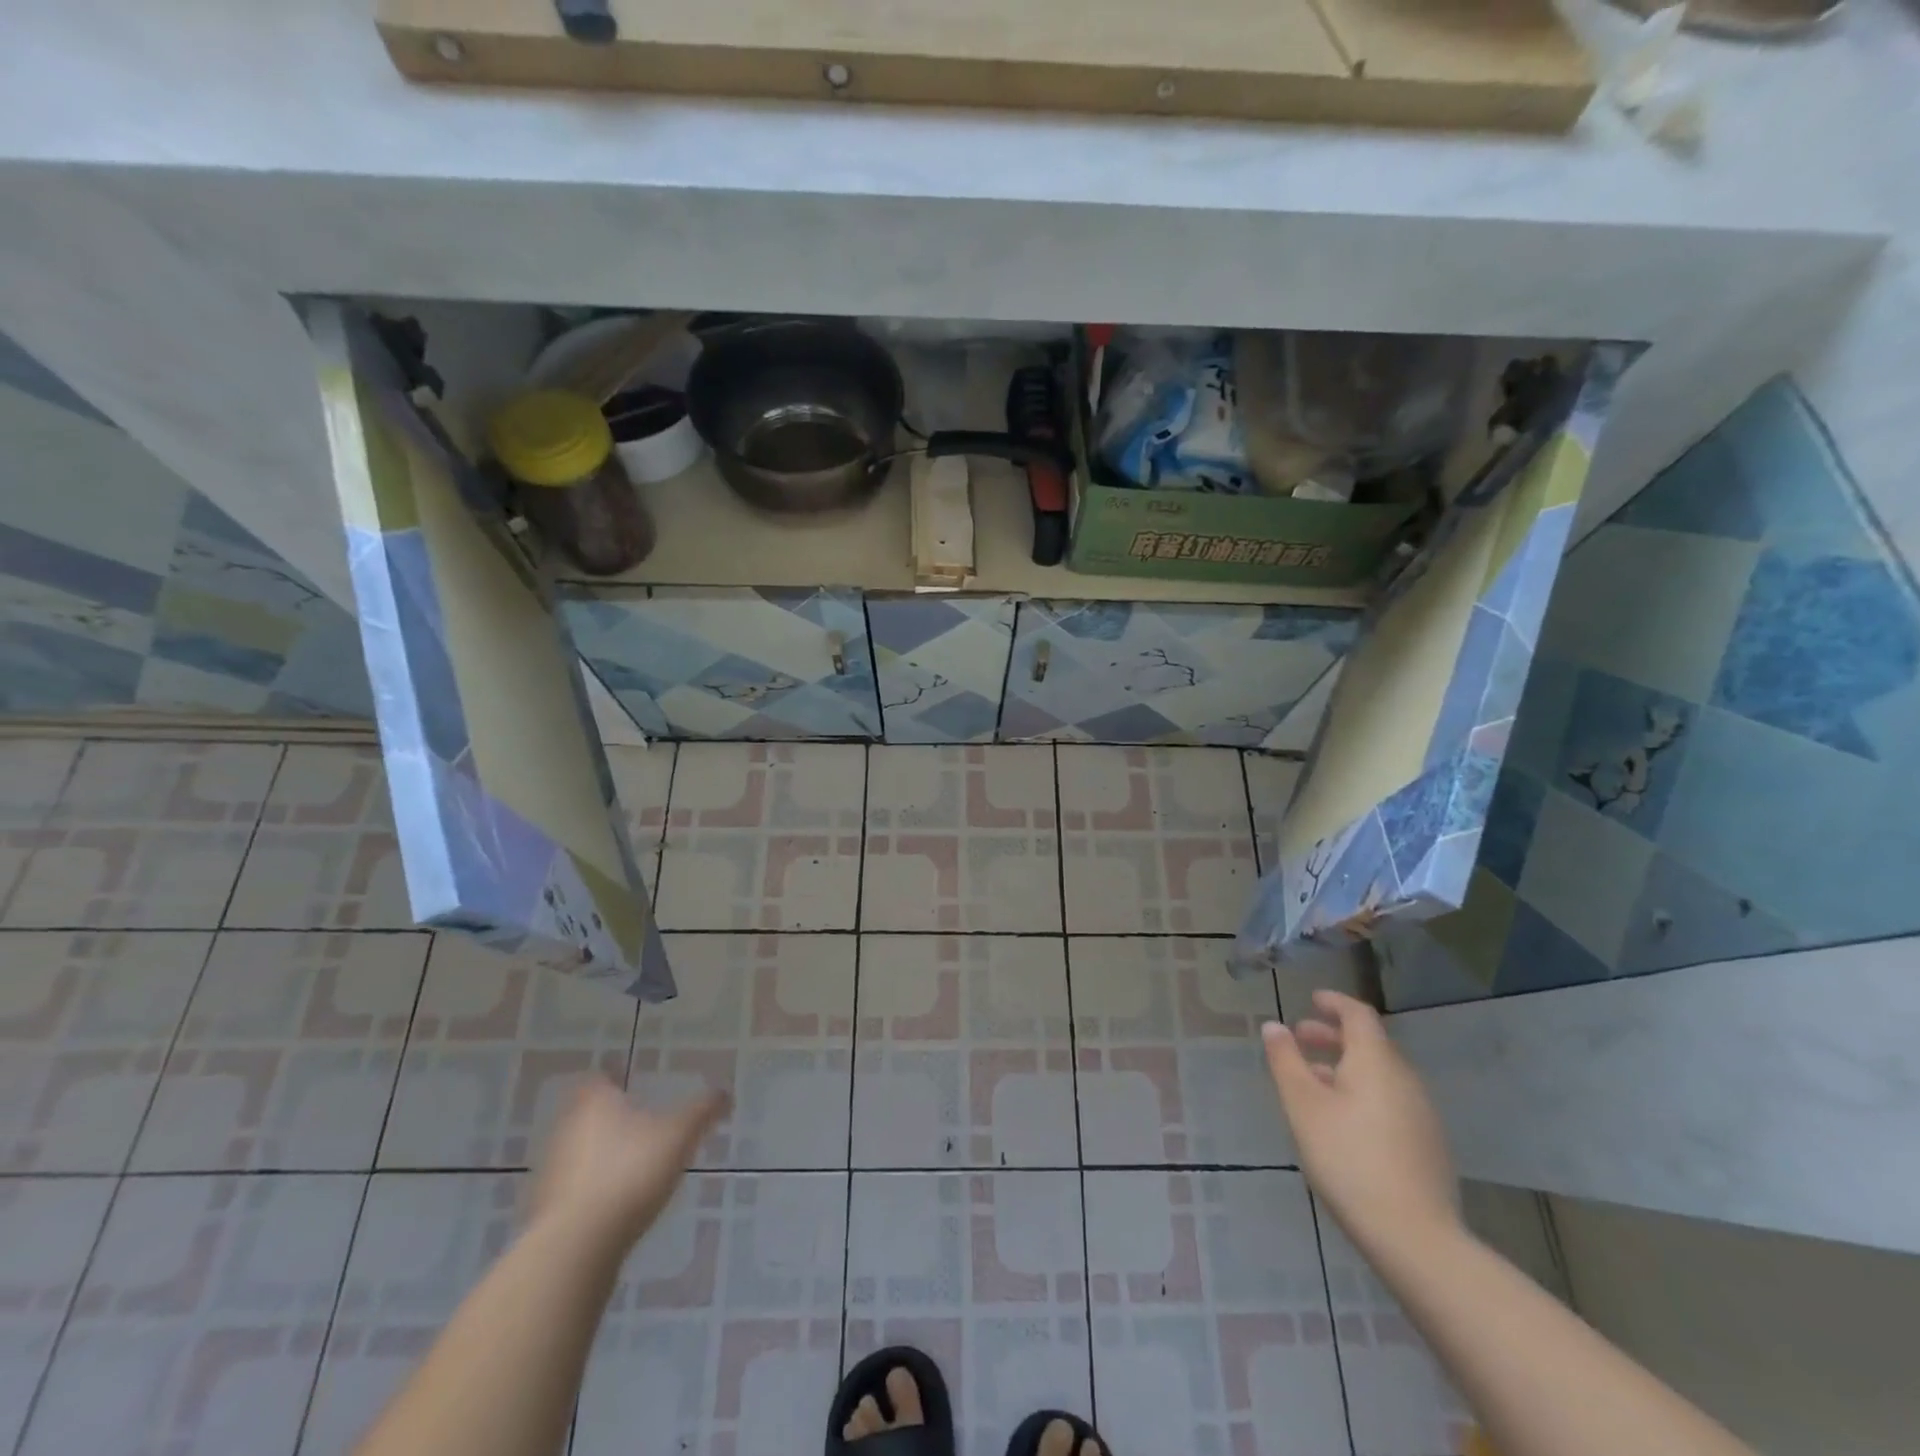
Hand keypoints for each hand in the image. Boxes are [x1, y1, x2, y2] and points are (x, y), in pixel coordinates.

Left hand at [531, 1077, 730, 1249]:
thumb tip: (726, 1094)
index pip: (600, 1077)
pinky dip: (593, 1188)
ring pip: (580, 1150)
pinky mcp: (547, 1209)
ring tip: (634, 1163)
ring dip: (602, 1154)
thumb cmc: (629, 1173)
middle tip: (641, 1120)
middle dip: (611, 1116)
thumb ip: (703, 1111)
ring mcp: (552, 1170)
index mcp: (594, 1101)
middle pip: (588, 1113)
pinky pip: (574, 1187)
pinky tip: (617, 1201)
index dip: (615, 1076)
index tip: (631, 1081)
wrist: (574, 1248)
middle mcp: (566, 1128)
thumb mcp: (679, 1136)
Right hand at [1262, 990, 1458, 1259]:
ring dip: (1346, 1066)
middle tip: (1300, 1040)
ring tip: (1314, 1082)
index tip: (1311, 1001)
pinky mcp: (1428, 1145)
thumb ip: (1286, 1060)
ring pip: (1380, 1074)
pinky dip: (1364, 1092)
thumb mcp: (1303, 1106)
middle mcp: (1405, 1079)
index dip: (1334, 1003)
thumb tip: (1274, 1026)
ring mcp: (1422, 1114)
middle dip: (1333, 1036)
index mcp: (1377, 1061)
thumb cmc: (1348, 1159)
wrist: (1415, 1239)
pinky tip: (1343, 1120)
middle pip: (1370, 1044)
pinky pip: (1391, 1100)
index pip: (1358, 1014)